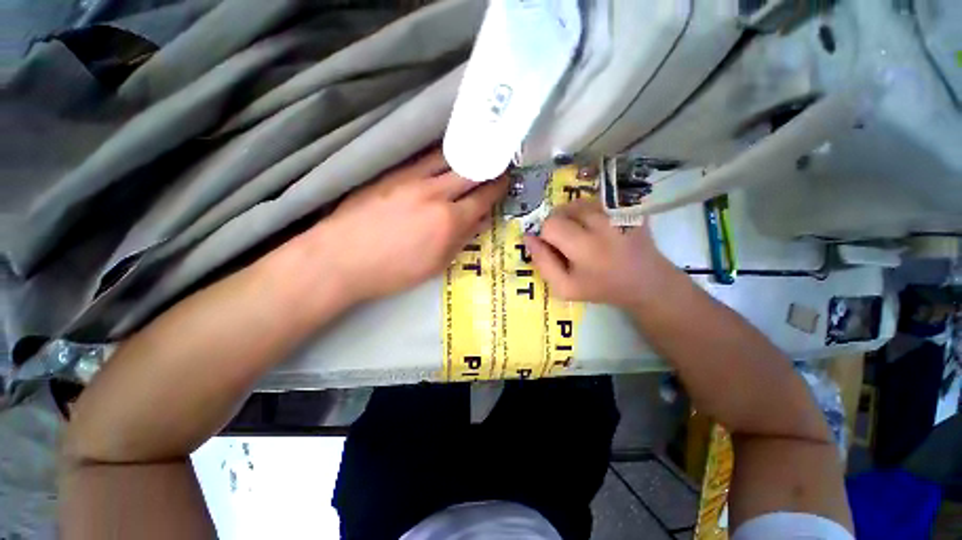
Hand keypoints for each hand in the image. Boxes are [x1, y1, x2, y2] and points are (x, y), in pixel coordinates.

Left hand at [308, 150, 507, 302]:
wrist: (341, 258)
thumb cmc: (393, 271)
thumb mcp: (436, 264)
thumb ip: (461, 240)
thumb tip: (478, 222)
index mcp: (449, 220)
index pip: (482, 197)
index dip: (497, 187)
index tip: (505, 180)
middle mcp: (434, 193)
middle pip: (470, 170)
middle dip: (487, 166)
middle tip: (495, 164)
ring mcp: (410, 178)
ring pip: (447, 157)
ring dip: (465, 155)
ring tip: (474, 155)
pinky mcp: (391, 173)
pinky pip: (422, 159)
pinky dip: (440, 157)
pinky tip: (443, 159)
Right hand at [524, 199, 678, 307]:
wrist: (647, 281)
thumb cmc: (602, 288)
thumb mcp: (565, 288)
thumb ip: (543, 263)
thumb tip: (528, 237)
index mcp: (586, 247)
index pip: (551, 224)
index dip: (546, 235)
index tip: (554, 248)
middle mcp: (603, 223)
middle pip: (563, 210)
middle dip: (558, 224)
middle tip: (568, 242)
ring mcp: (618, 212)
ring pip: (578, 203)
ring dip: (572, 216)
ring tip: (582, 234)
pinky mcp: (628, 206)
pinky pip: (595, 201)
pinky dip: (589, 211)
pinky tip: (598, 228)